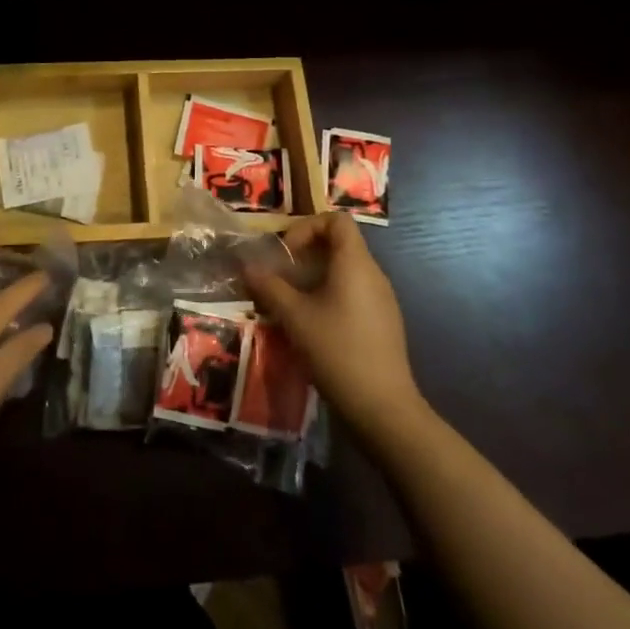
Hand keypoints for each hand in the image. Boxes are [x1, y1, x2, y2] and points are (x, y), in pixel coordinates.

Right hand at [246, 211, 423, 442]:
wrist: (383, 408)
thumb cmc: (337, 351)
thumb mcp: (294, 317)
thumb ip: (269, 287)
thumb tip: (246, 266)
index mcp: (355, 263)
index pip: (336, 220)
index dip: (307, 227)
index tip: (286, 253)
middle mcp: (373, 274)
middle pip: (340, 244)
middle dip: (305, 254)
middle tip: (281, 275)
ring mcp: (382, 300)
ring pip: (345, 271)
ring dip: (315, 277)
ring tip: (290, 302)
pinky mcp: (383, 323)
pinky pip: (353, 293)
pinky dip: (329, 296)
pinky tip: (312, 325)